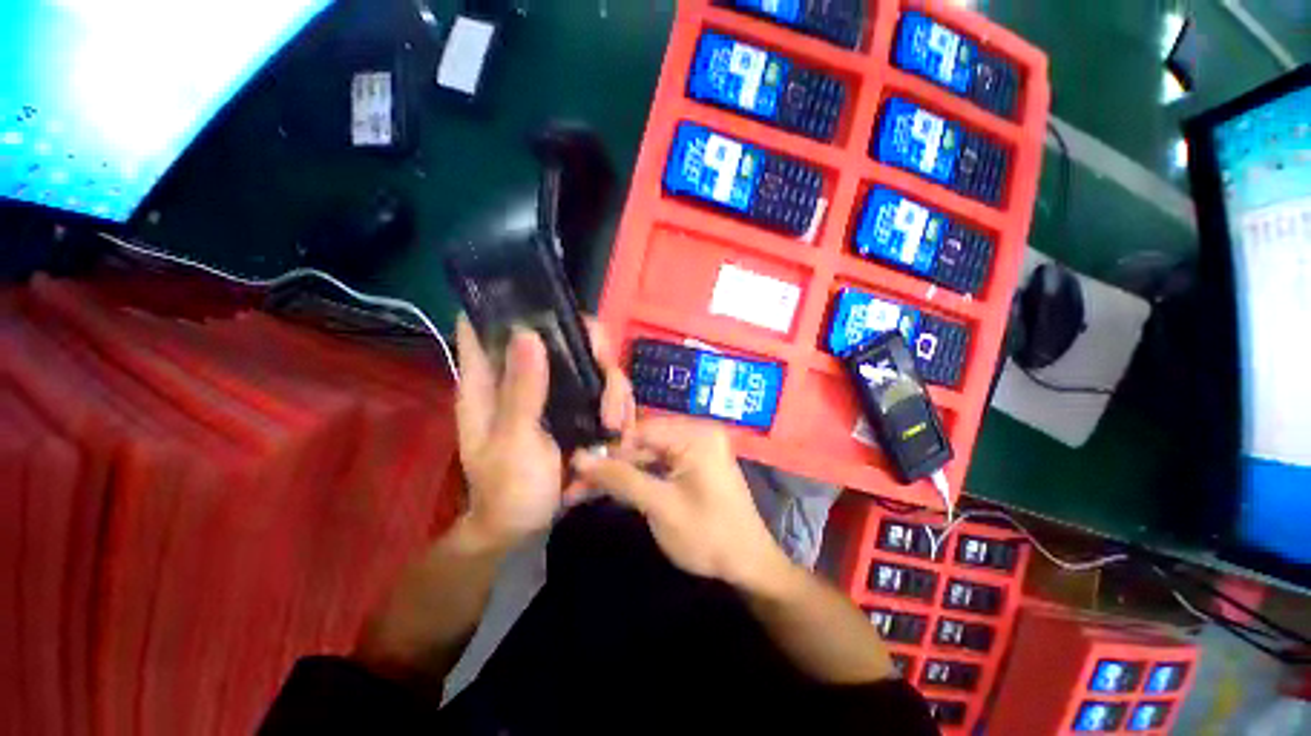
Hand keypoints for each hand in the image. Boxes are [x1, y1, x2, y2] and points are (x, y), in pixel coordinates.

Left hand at [455, 314, 631, 548]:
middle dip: (590, 349)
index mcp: (489, 382)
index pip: (490, 326)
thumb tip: (527, 334)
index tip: (549, 302)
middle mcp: (524, 377)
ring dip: (612, 387)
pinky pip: (604, 391)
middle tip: (606, 374)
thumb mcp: (512, 443)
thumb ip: (521, 392)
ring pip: (590, 363)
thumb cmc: (507, 490)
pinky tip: (621, 427)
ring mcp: (554, 392)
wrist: (525, 527)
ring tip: (616, 424)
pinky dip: (618, 404)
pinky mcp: (575, 408)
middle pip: (560, 336)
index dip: (513, 304)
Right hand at [570, 417, 791, 590]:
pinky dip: (636, 479)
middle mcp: (696, 432)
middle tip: (573, 486)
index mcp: (695, 434)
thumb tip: (579, 458)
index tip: (574, 468)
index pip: (640, 431)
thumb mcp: (660, 506)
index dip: (607, 449)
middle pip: (641, 444)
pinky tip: (610, 491)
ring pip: (646, 456)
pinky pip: (657, 466)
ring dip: (618, 475)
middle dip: (609, 466)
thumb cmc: (708, 535)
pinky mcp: (692, 465)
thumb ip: (620, 478)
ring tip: (581, 492)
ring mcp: (695, 449)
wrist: (749, 566)